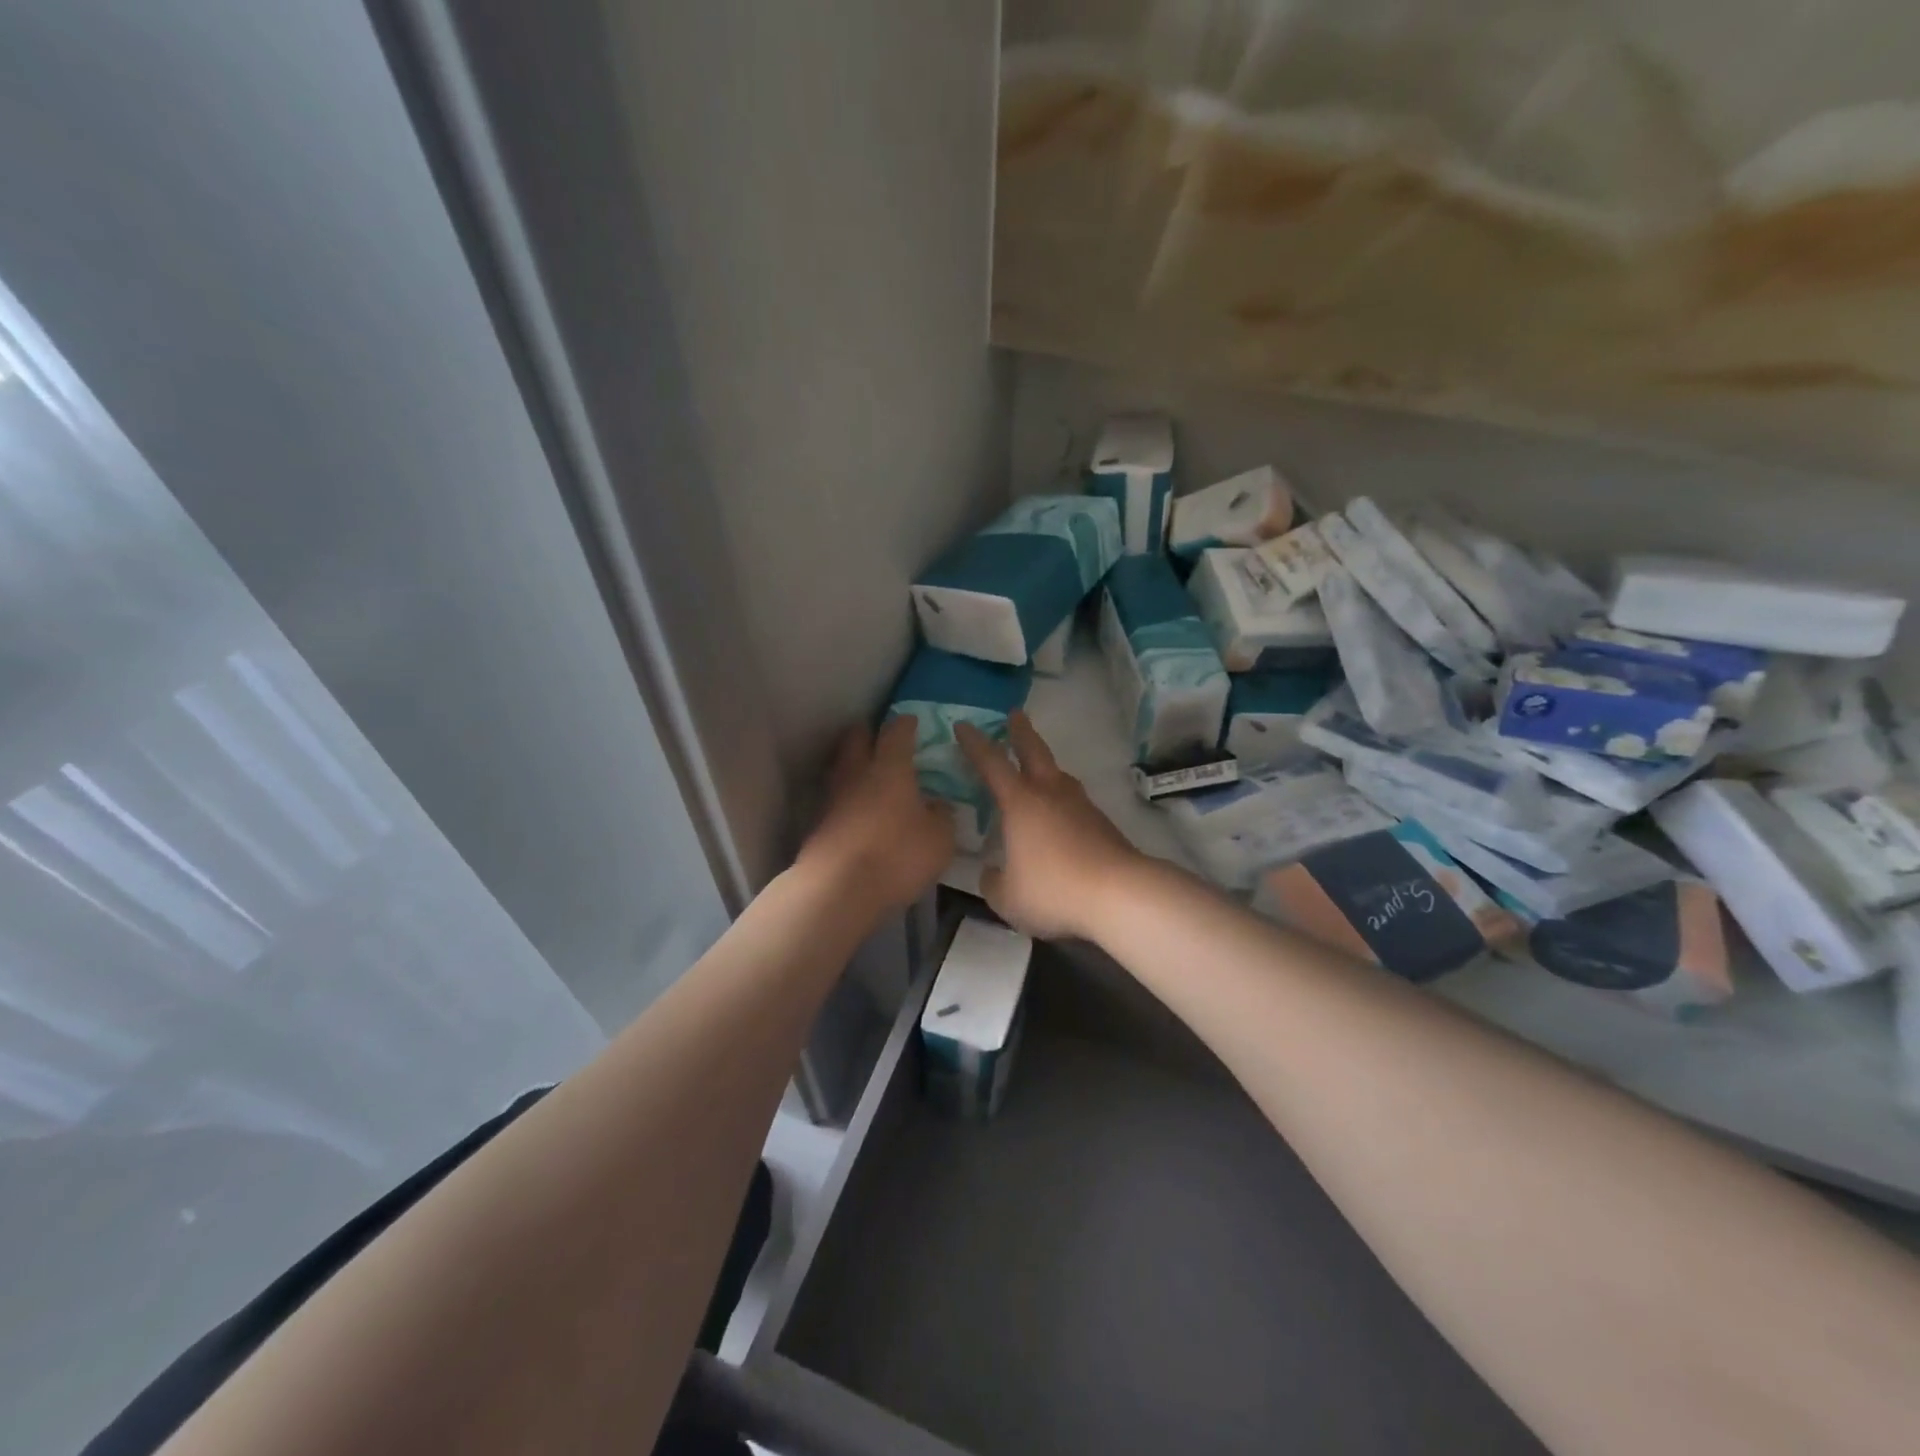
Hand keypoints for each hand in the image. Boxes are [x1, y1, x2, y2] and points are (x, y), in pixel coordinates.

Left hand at [800, 717, 954, 913]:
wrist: (837, 889)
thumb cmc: (896, 855)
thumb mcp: (939, 839)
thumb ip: (942, 816)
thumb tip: (938, 805)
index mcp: (890, 768)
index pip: (896, 732)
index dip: (905, 724)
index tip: (911, 721)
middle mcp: (857, 774)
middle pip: (855, 739)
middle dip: (868, 733)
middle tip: (881, 737)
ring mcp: (832, 799)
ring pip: (841, 768)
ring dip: (853, 766)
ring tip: (869, 776)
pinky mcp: (818, 825)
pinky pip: (835, 800)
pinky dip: (846, 799)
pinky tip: (858, 812)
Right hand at [957, 712, 1144, 940]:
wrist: (1120, 894)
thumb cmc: (1054, 889)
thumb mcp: (1008, 897)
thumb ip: (993, 882)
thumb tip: (991, 873)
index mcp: (1020, 803)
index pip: (991, 763)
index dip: (974, 744)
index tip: (963, 725)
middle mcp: (1050, 794)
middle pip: (1034, 751)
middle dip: (1021, 732)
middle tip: (1014, 714)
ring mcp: (1080, 806)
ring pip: (1059, 775)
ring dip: (1045, 765)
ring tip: (1037, 768)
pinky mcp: (1102, 823)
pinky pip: (1074, 801)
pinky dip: (1061, 799)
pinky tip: (1059, 817)